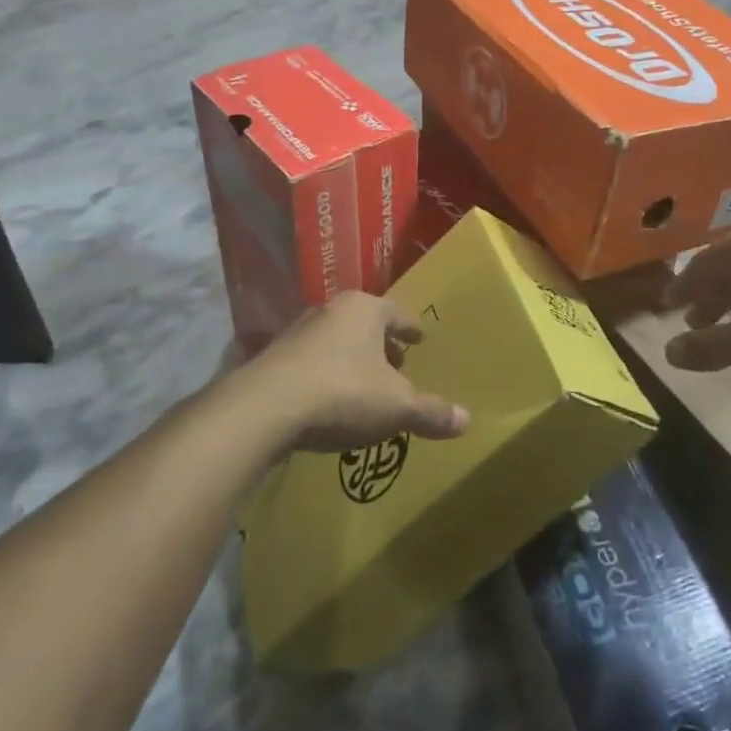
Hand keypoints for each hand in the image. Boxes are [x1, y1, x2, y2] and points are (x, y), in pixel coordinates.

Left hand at [245, 292, 469, 453]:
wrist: (263, 409)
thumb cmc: (343, 393)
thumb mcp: (397, 407)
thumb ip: (431, 412)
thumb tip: (467, 420)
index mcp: (365, 310)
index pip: (397, 314)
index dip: (410, 329)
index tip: (419, 337)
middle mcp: (330, 311)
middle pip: (364, 324)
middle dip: (381, 344)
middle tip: (396, 363)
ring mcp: (296, 332)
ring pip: (335, 341)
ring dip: (351, 359)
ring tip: (363, 384)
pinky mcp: (270, 358)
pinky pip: (310, 362)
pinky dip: (324, 375)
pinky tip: (327, 399)